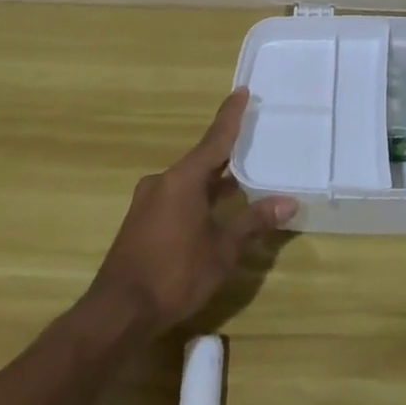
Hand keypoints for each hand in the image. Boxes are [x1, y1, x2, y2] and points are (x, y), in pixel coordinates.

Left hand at [87, 88, 296, 332]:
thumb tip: (288, 202)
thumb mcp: (222, 249)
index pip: (215, 139)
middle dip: (227, 154)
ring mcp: (148, 202)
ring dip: (213, 182)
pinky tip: (214, 213)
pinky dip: (198, 198)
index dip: (231, 116)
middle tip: (253, 143)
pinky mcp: (141, 222)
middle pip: (202, 160)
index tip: (241, 91)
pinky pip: (176, 198)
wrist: (117, 313)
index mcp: (183, 179)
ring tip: (242, 182)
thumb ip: (253, 222)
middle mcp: (163, 182)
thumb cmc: (175, 274)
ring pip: (189, 182)